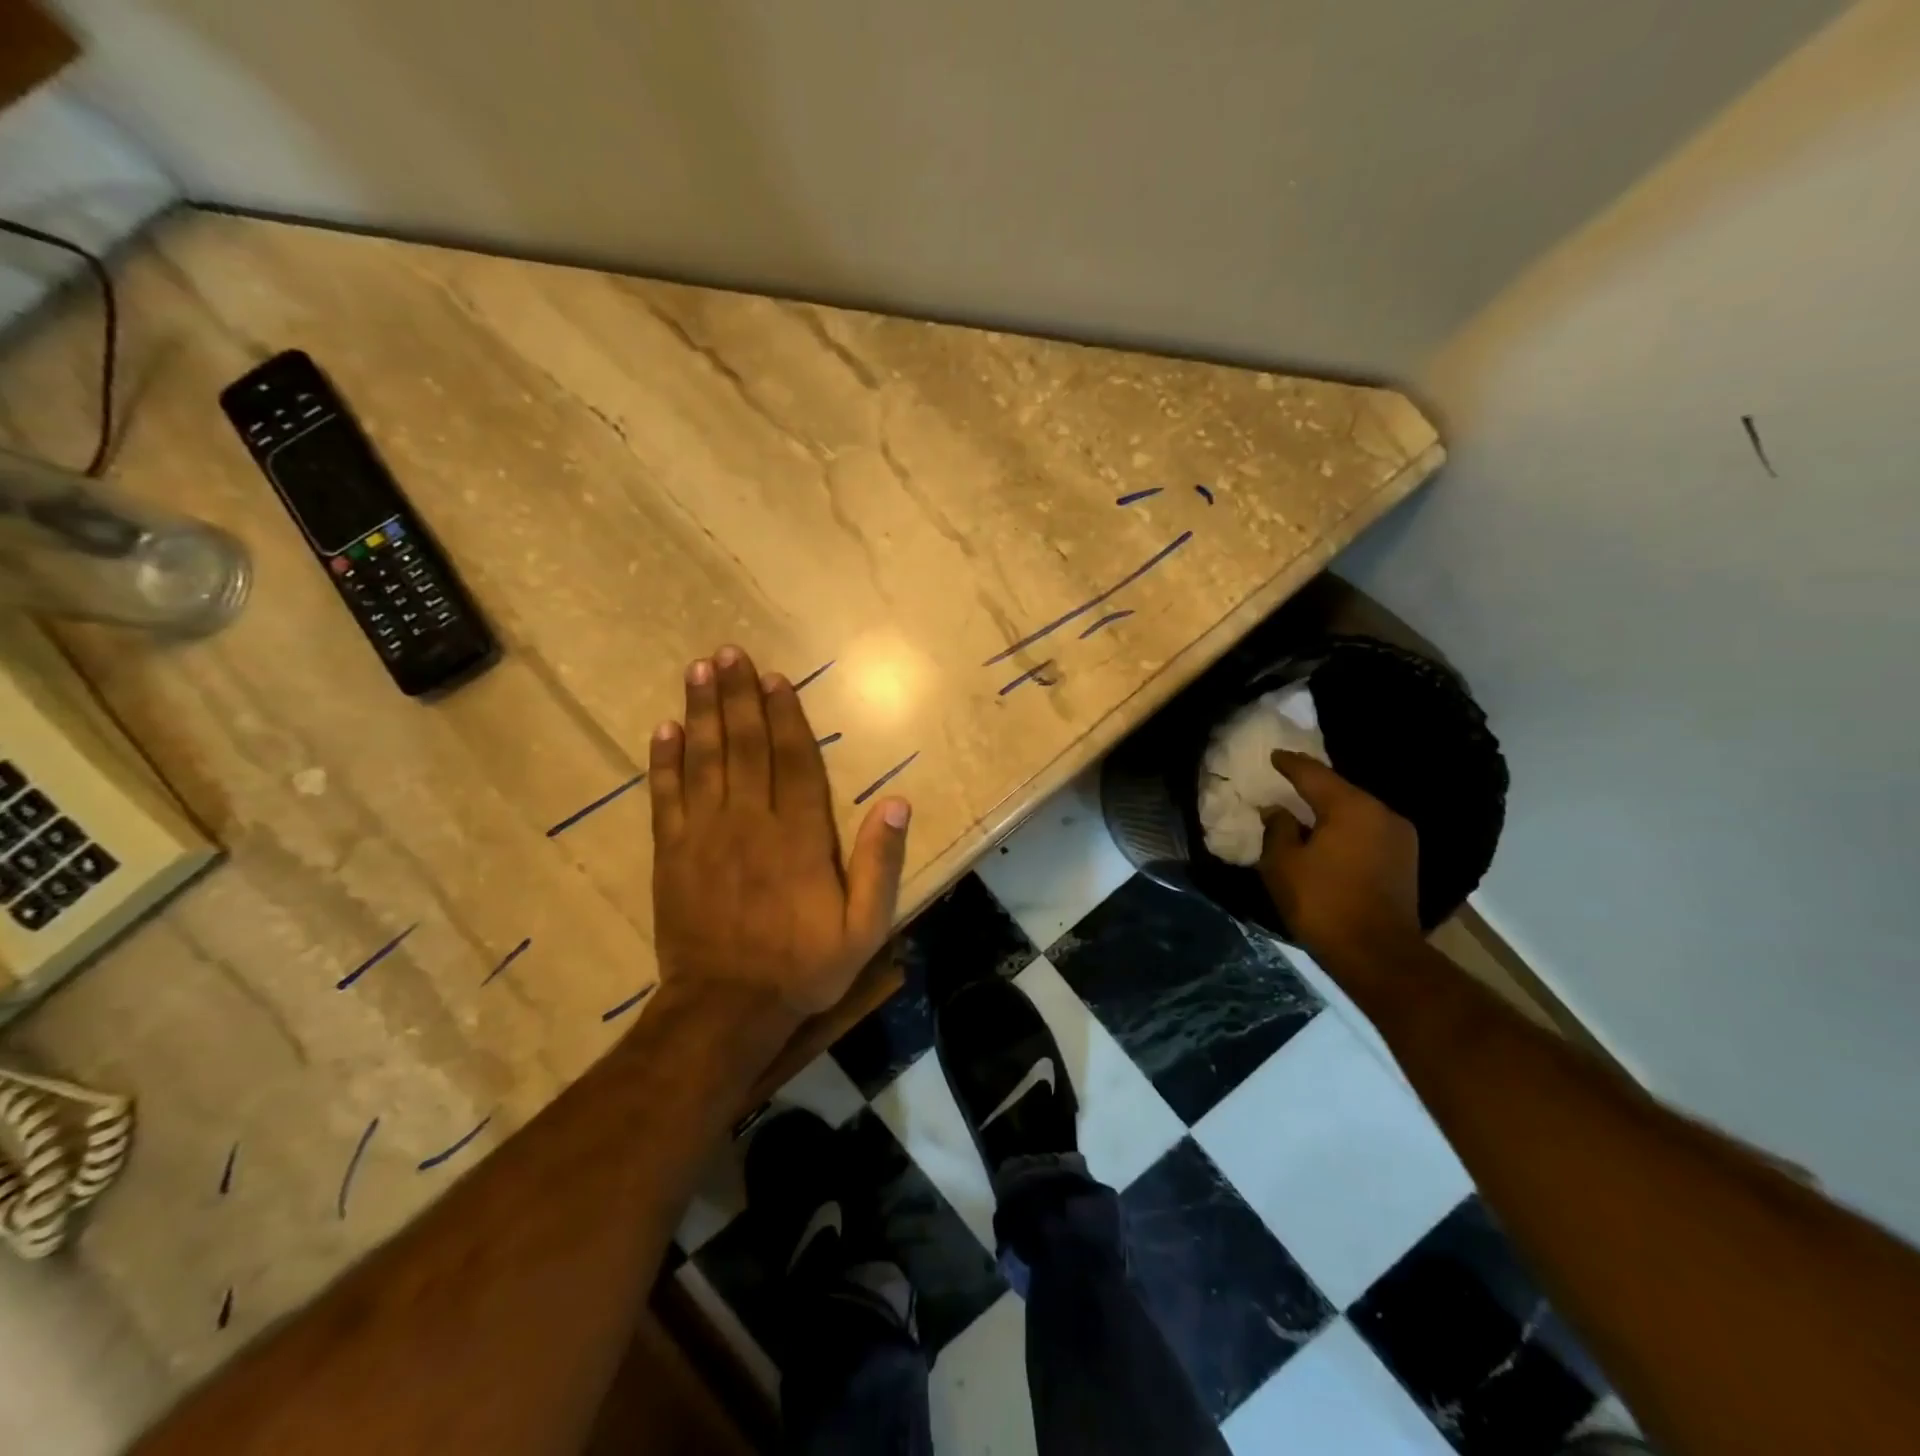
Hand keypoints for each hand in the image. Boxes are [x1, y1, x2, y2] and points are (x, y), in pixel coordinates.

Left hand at [649, 645, 910, 1017]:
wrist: (726, 1010)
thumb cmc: (803, 967)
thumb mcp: (864, 927)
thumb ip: (879, 863)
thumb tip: (897, 802)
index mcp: (799, 836)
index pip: (794, 760)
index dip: (785, 715)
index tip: (774, 678)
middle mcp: (751, 822)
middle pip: (745, 746)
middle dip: (737, 696)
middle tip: (728, 653)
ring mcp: (706, 835)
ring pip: (704, 759)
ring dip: (701, 712)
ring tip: (698, 671)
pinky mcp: (673, 853)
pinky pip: (667, 796)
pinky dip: (664, 761)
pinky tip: (663, 729)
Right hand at [1258, 751, 1421, 967]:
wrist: (1378, 955)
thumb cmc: (1323, 903)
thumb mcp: (1283, 864)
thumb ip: (1278, 829)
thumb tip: (1278, 811)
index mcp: (1351, 807)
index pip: (1314, 774)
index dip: (1290, 764)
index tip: (1274, 756)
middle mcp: (1382, 813)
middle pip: (1340, 791)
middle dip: (1312, 787)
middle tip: (1287, 783)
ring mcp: (1400, 837)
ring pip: (1357, 812)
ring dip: (1331, 812)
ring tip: (1306, 813)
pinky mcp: (1406, 861)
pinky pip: (1368, 832)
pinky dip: (1346, 830)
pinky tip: (1330, 839)